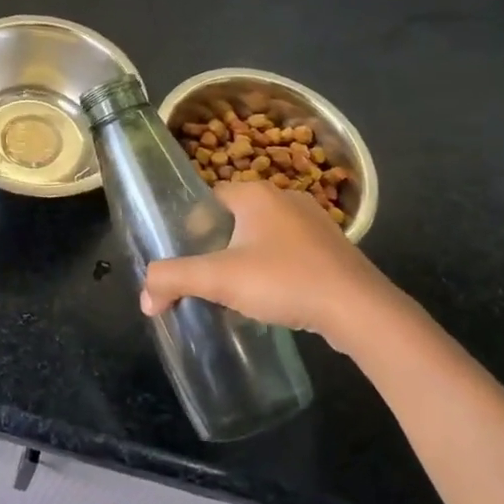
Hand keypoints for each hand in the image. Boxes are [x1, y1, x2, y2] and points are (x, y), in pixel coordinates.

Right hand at [141, 182, 407, 355]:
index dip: (191, 227)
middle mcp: (285, 197)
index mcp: (256, 193)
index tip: (185, 257)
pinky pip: (290, 251)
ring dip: (248, 257)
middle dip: (219, 244)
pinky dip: (276, 268)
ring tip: (236, 289)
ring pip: (264, 235)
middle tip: (206, 276)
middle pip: (235, 218)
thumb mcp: (219, 279)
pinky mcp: (333, 249)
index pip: (209, 199)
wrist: (360, 310)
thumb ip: (174, 280)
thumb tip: (144, 297)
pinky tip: (274, 295)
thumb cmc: (284, 281)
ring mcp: (314, 222)